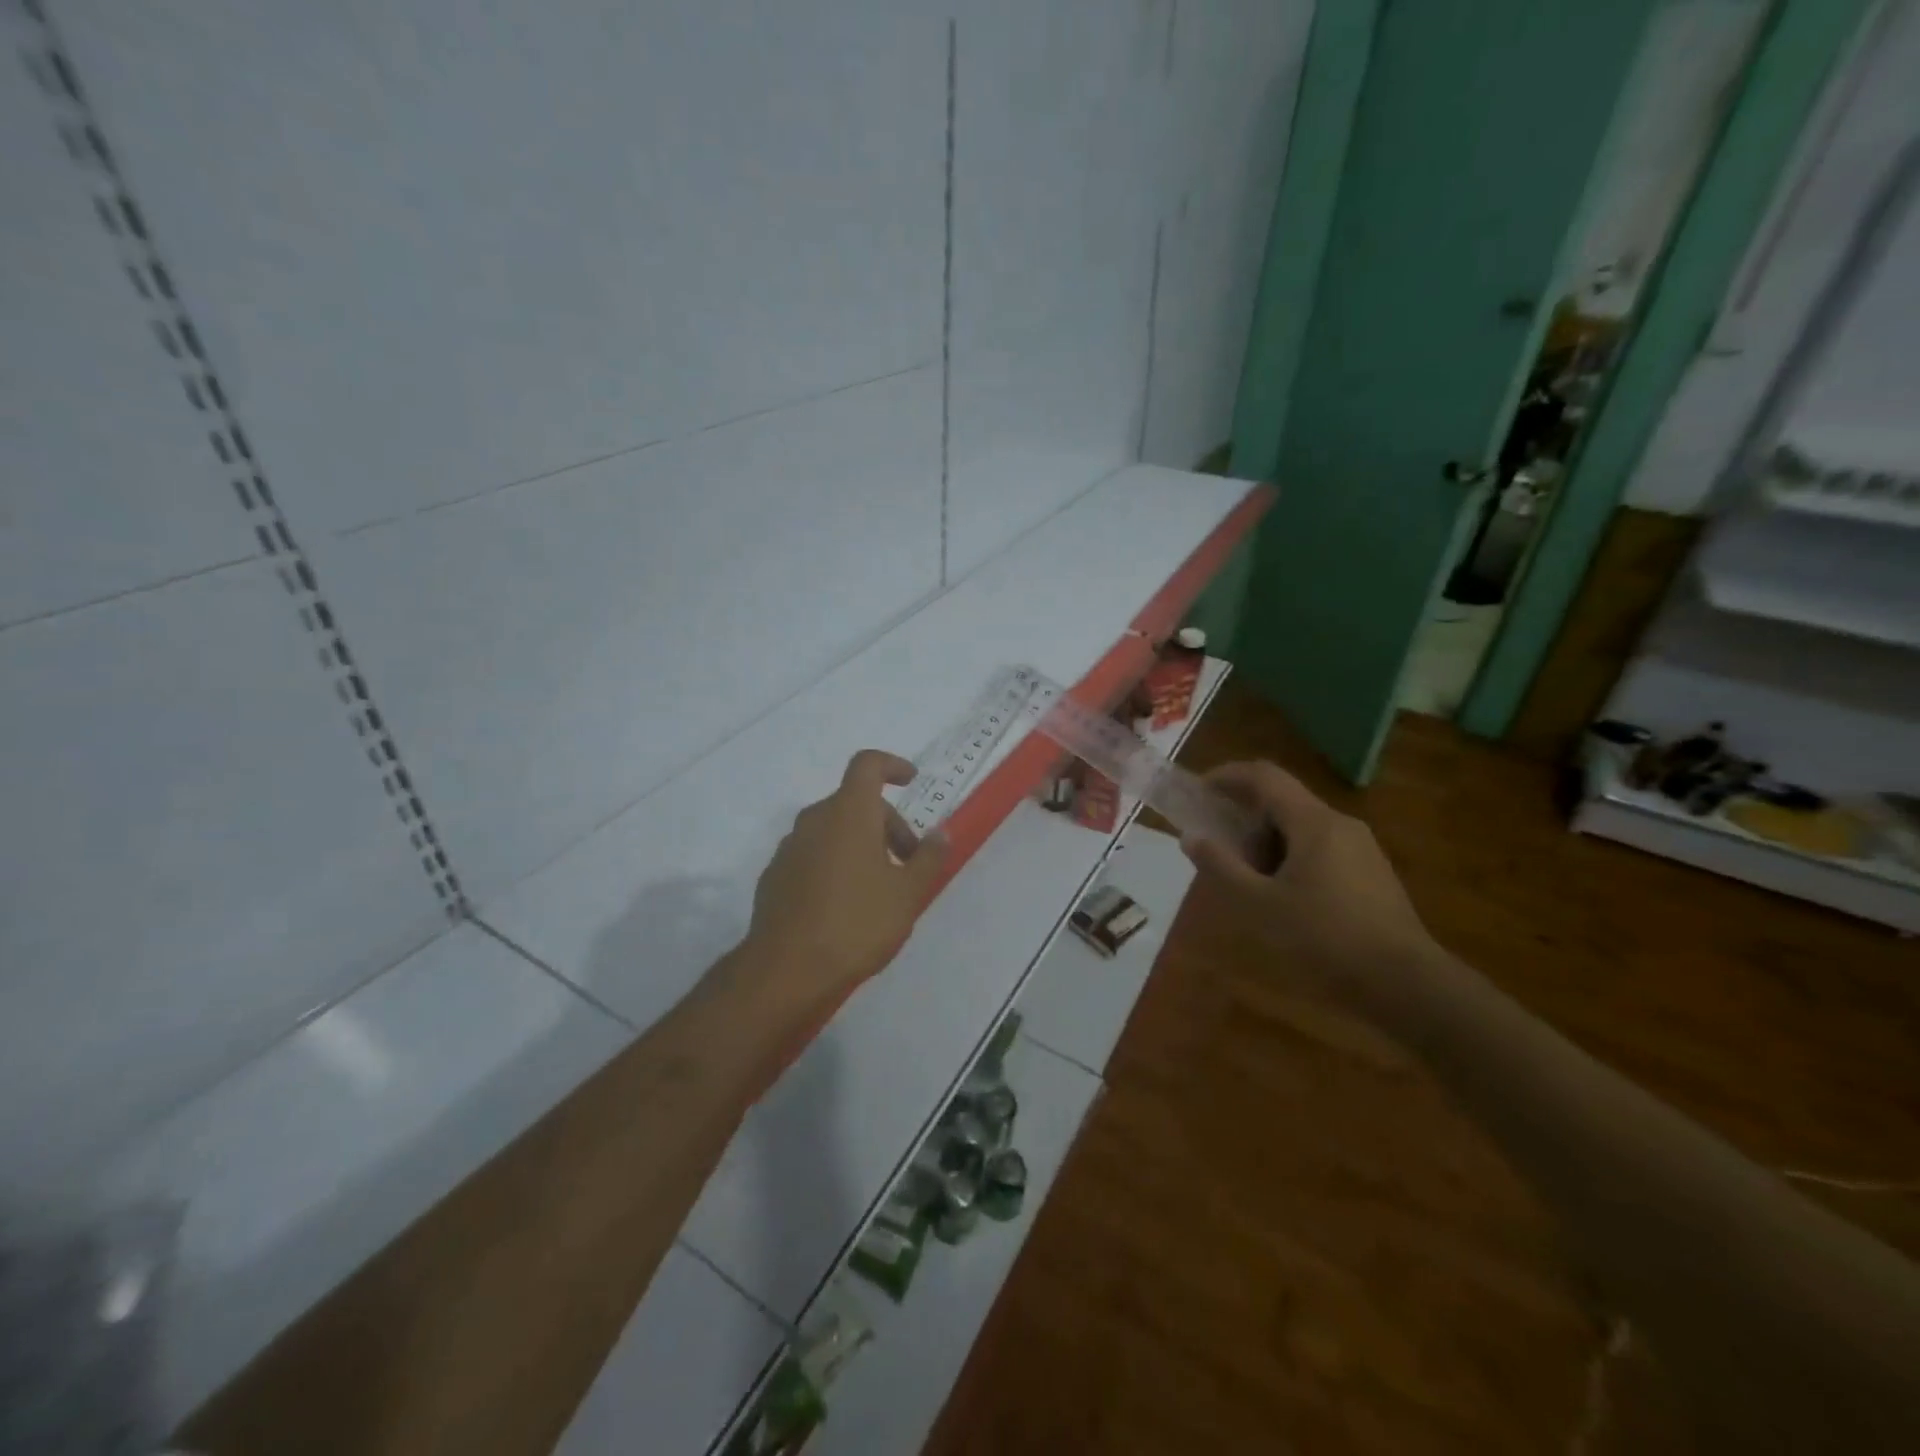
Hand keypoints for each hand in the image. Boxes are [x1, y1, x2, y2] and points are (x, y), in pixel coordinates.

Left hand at [742, 749, 949, 1014]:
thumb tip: (941, 833)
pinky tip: (846, 904)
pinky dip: (835, 862)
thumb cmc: (856, 924)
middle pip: (855, 802)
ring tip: (880, 886)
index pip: (868, 765)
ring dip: (861, 844)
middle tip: (909, 862)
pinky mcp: (775, 875)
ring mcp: (789, 848)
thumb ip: (928, 858)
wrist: (786, 970)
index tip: (911, 780)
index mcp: (849, 813)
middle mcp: (814, 820)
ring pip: (833, 829)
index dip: (892, 765)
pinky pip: (813, 854)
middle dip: (887, 823)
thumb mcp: (907, 894)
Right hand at [1182, 761, 1443, 1014]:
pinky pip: (1321, 847)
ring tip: (1248, 882)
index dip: (1226, 776)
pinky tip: (1283, 898)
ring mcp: (1362, 848)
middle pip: (1282, 801)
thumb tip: (1192, 837)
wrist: (1406, 983)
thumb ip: (1221, 866)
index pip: (1264, 775)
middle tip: (1220, 852)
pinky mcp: (1372, 873)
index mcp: (1313, 822)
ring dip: (1267, 842)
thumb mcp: (1259, 904)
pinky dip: (1291, 857)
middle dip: (1245, 819)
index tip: (1199, 792)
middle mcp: (1340, 824)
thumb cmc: (1324, 937)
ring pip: (1301, 827)